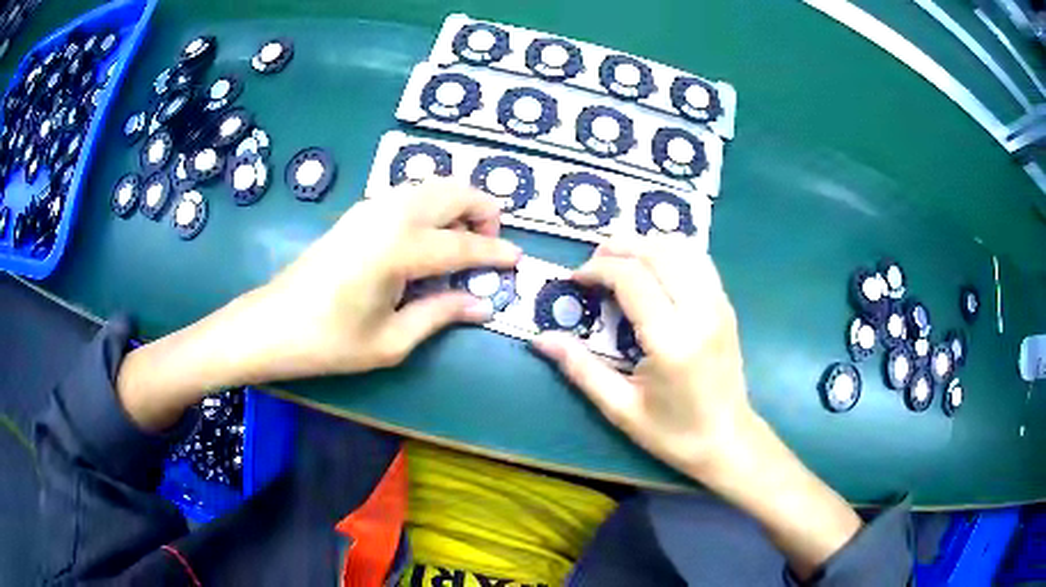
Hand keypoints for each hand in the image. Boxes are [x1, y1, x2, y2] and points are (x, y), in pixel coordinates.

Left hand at [117, 181, 519, 430]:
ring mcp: (371, 208)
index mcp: (400, 248)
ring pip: (430, 185)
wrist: (270, 325)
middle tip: (491, 244)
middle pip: (453, 190)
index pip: (463, 245)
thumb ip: (441, 314)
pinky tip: (429, 239)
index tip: (519, 261)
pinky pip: (409, 194)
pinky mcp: (357, 213)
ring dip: (457, 203)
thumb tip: (483, 305)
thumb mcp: (391, 340)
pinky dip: (432, 206)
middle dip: (483, 209)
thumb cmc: (329, 341)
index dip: (495, 253)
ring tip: (464, 241)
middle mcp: (390, 214)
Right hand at [531, 235, 754, 481]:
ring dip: (647, 244)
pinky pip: (699, 260)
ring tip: (620, 260)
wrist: (727, 440)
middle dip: (620, 247)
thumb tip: (540, 339)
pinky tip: (653, 267)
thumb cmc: (673, 433)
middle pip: (658, 253)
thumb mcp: (620, 408)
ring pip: (682, 248)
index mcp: (672, 341)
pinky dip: (671, 251)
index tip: (576, 279)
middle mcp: (700, 313)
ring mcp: (719, 305)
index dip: (599, 269)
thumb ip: (580, 368)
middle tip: (593, 263)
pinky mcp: (726, 305)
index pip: (632, 279)